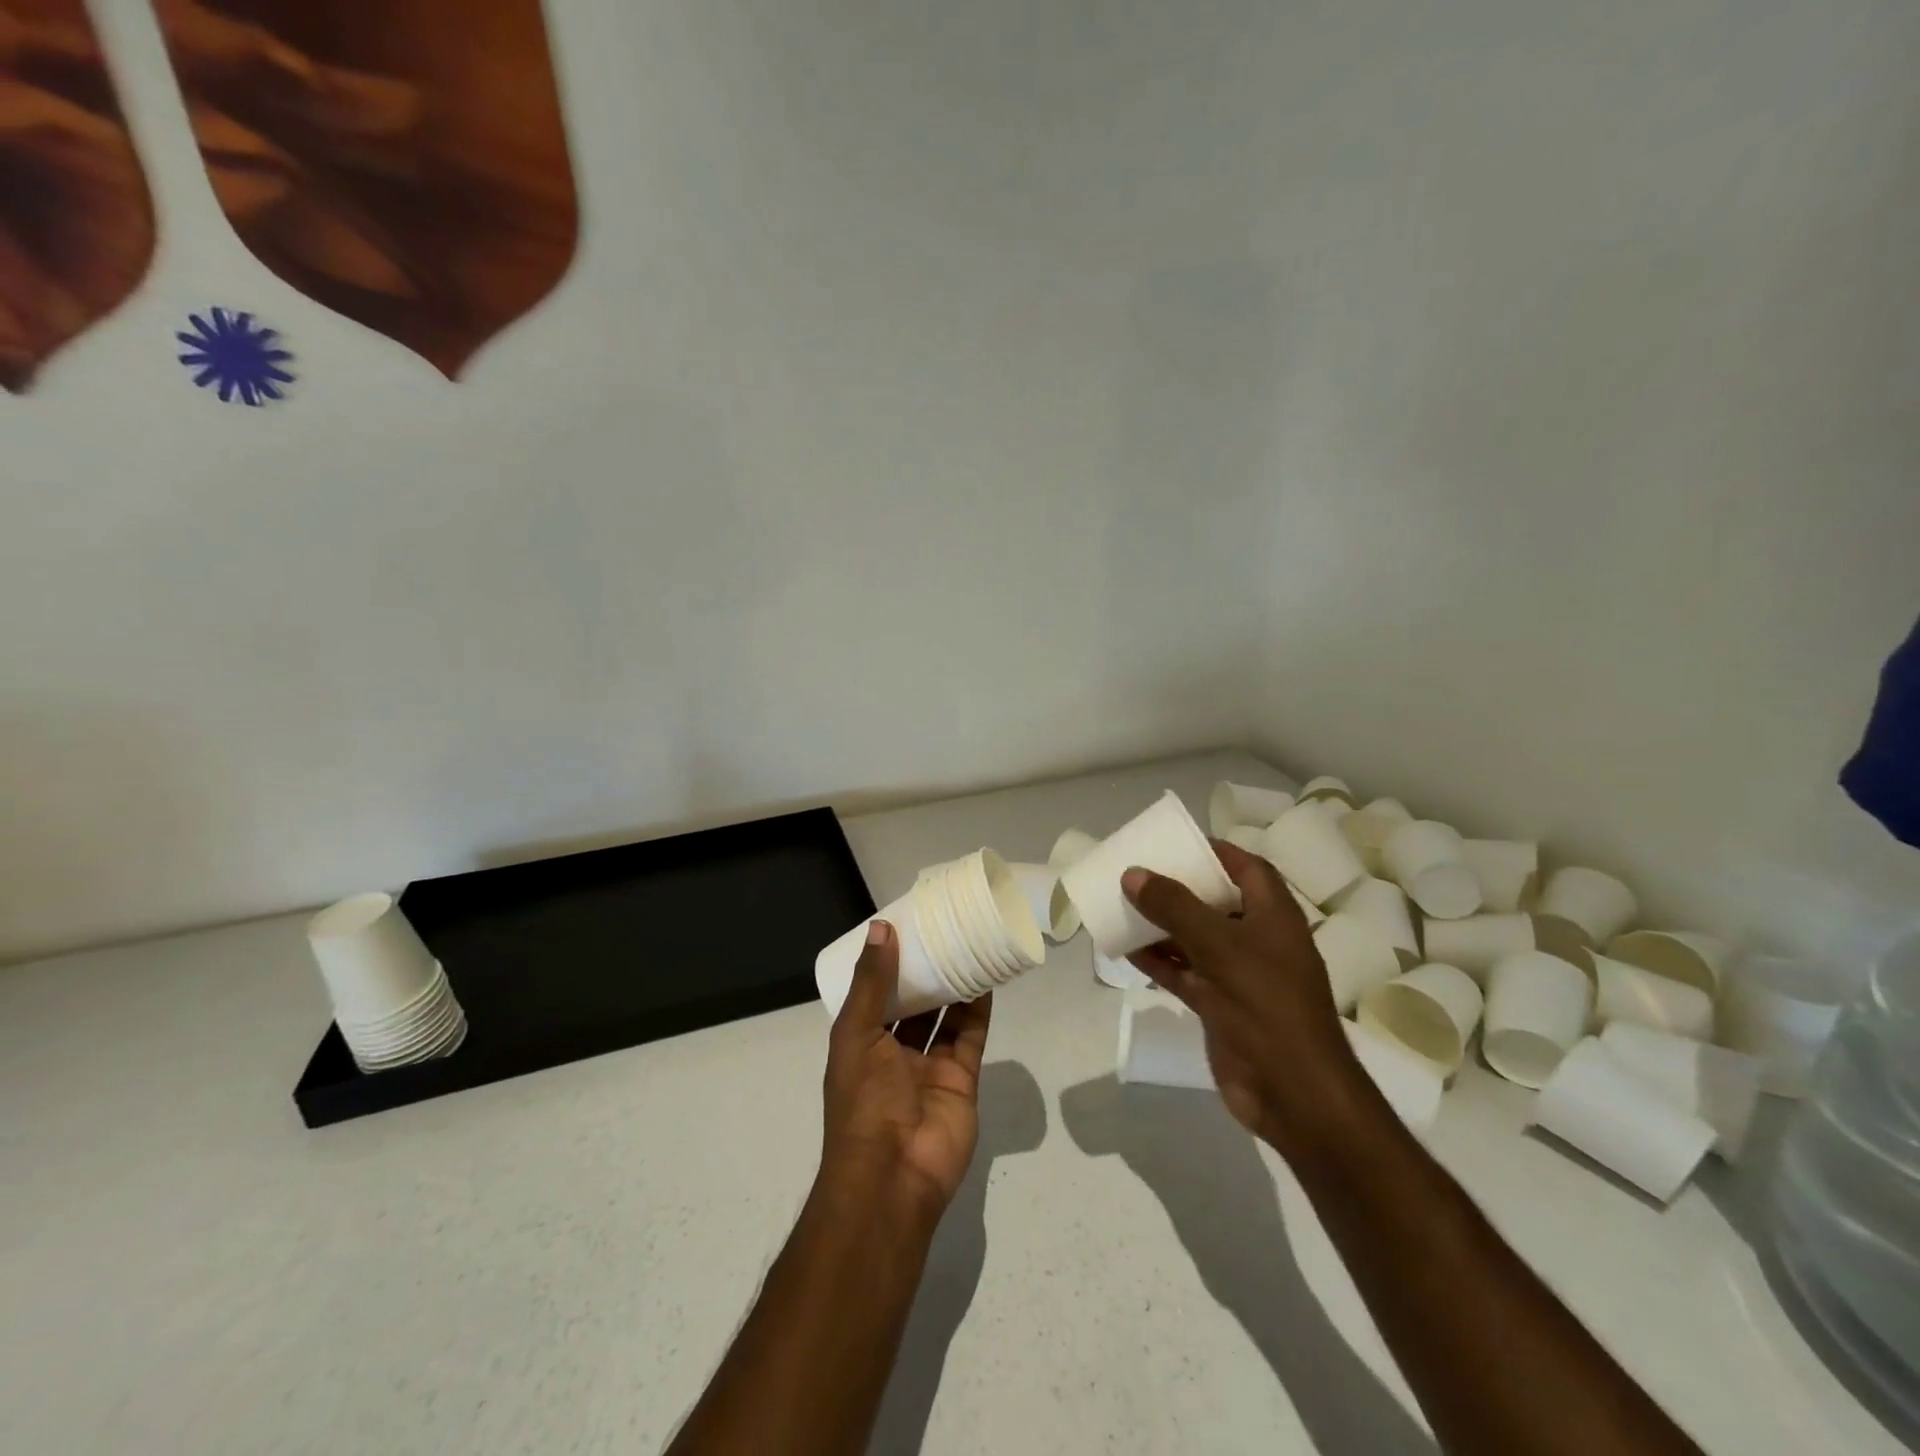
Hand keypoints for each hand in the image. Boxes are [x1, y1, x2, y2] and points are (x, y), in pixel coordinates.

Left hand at [822, 921, 990, 1214]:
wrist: (894, 1174)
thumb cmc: (864, 1099)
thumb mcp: (856, 1034)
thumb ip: (871, 982)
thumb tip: (881, 928)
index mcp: (860, 1042)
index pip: (874, 993)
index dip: (887, 963)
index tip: (904, 926)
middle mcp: (893, 1052)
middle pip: (912, 1002)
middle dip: (924, 971)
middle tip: (941, 929)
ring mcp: (928, 1066)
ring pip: (943, 1016)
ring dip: (953, 984)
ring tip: (967, 944)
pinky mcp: (961, 1078)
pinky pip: (970, 1035)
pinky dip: (977, 1008)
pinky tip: (986, 977)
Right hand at [1123, 842, 1363, 1155]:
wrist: (1293, 1093)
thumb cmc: (1266, 1004)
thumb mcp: (1219, 946)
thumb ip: (1174, 906)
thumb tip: (1133, 874)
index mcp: (1272, 915)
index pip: (1245, 867)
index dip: (1212, 851)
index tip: (1172, 843)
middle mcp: (1257, 938)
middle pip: (1213, 900)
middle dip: (1176, 887)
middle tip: (1136, 873)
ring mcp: (1238, 974)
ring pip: (1193, 937)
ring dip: (1160, 924)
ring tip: (1120, 906)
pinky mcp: (1220, 1005)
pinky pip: (1184, 971)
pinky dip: (1158, 960)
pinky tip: (1124, 950)